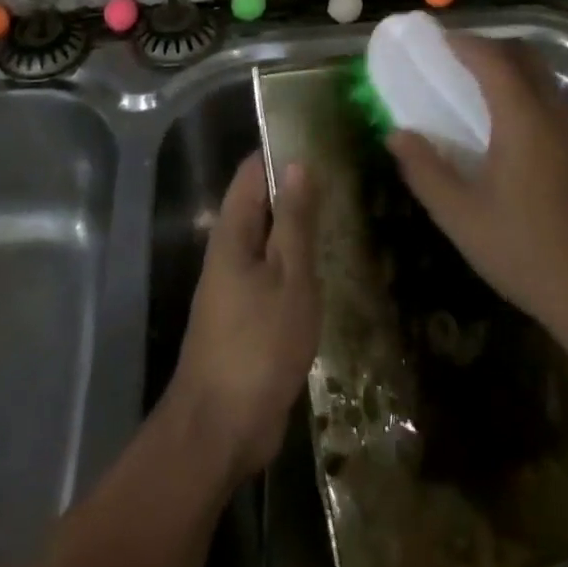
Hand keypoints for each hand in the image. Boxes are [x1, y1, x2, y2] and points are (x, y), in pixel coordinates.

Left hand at [165, 151, 320, 485]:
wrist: (221, 429)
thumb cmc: (258, 345)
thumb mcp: (289, 277)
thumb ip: (295, 221)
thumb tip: (297, 162)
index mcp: (232, 233)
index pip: (252, 171)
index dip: (281, 150)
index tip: (320, 137)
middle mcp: (230, 251)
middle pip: (261, 203)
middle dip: (297, 187)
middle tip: (346, 174)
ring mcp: (237, 285)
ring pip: (270, 240)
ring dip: (300, 227)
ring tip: (346, 211)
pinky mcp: (248, 316)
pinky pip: (274, 273)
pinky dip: (298, 262)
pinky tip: (331, 265)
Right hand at [386, 35, 567, 357]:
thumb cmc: (527, 253)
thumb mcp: (462, 216)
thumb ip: (425, 170)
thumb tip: (397, 134)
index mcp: (524, 120)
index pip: (493, 59)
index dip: (464, 42)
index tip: (438, 39)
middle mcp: (556, 115)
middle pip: (527, 57)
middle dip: (491, 46)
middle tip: (457, 58)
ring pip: (546, 79)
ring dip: (512, 69)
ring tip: (478, 89)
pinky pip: (556, 103)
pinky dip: (528, 94)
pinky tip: (511, 129)